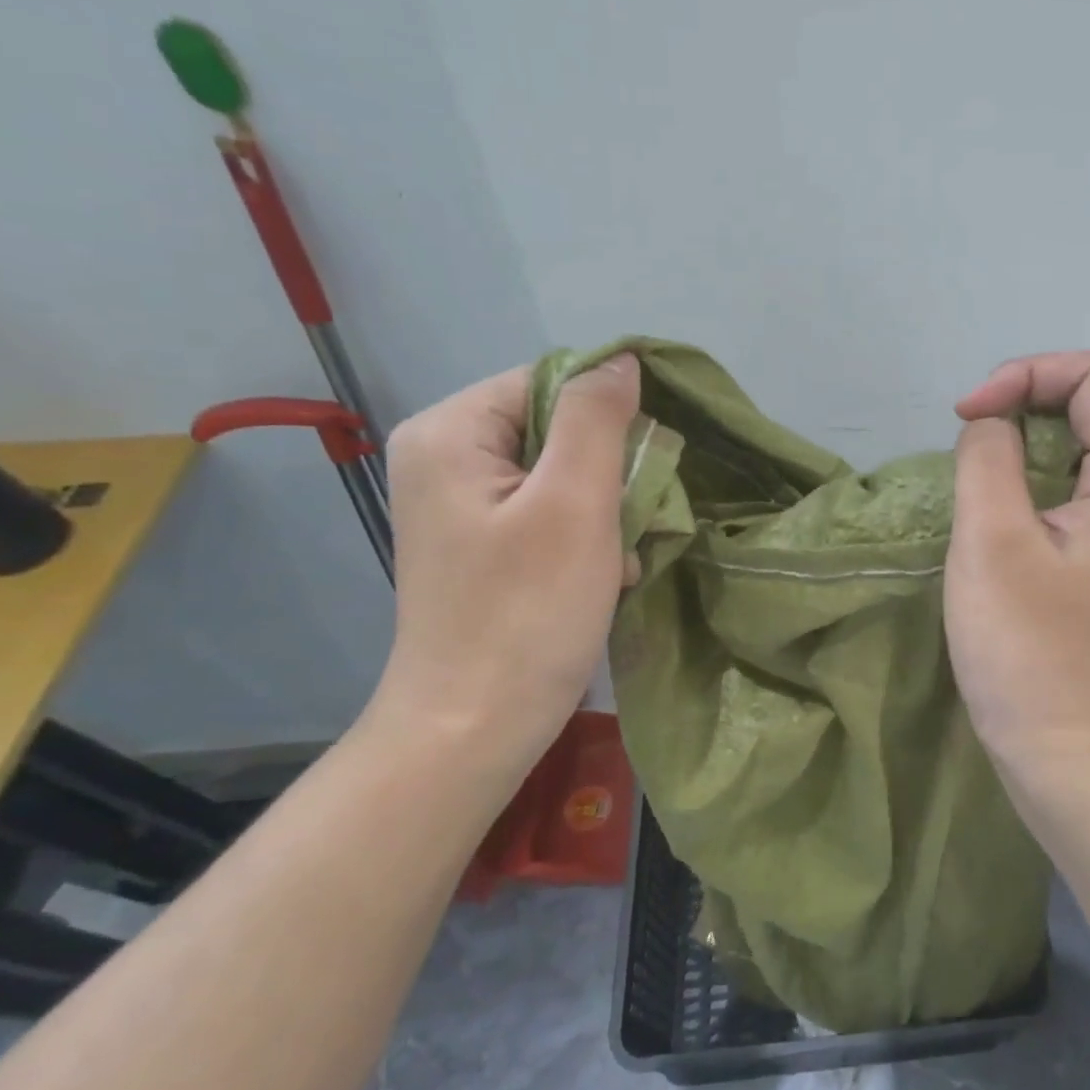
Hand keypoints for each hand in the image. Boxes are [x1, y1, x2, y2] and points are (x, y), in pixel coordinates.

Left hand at [374, 355, 639, 772]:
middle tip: (628, 523)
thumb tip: (623, 361)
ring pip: (562, 472)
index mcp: (452, 431)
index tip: (644, 470)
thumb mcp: (575, 505)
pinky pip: (548, 510)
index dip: (609, 416)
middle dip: (609, 472)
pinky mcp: (481, 543)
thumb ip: (597, 419)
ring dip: (605, 509)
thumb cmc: (527, 613)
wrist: (474, 729)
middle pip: (556, 427)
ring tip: (617, 557)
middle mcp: (445, 456)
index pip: (551, 381)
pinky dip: (585, 535)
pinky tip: (602, 573)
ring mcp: (460, 503)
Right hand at [947, 351, 1089, 770]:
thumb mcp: (993, 541)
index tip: (966, 416)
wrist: (1065, 750)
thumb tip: (990, 423)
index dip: (1023, 375)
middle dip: (1017, 406)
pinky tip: (986, 515)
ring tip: (969, 483)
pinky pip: (1059, 488)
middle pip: (1083, 405)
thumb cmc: (1027, 649)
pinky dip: (1017, 482)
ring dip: (1012, 447)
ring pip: (1067, 447)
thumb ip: (987, 458)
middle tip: (963, 446)